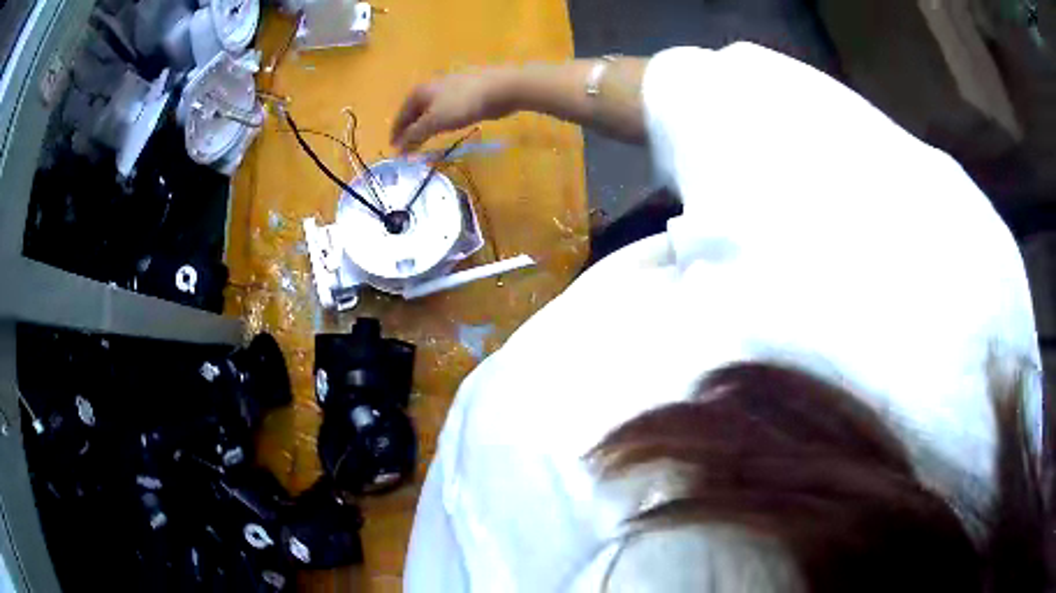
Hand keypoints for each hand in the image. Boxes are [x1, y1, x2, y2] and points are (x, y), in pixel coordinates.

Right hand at [390, 68, 516, 152]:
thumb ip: (415, 134)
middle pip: (415, 110)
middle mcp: (432, 86)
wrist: (501, 88)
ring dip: (425, 124)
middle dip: (410, 128)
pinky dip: (440, 120)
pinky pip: (446, 109)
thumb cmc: (462, 104)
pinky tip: (446, 126)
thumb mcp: (434, 121)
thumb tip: (398, 149)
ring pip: (431, 109)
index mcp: (420, 91)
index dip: (397, 132)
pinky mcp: (467, 92)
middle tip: (408, 146)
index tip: (394, 147)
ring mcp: (450, 87)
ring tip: (424, 139)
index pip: (401, 114)